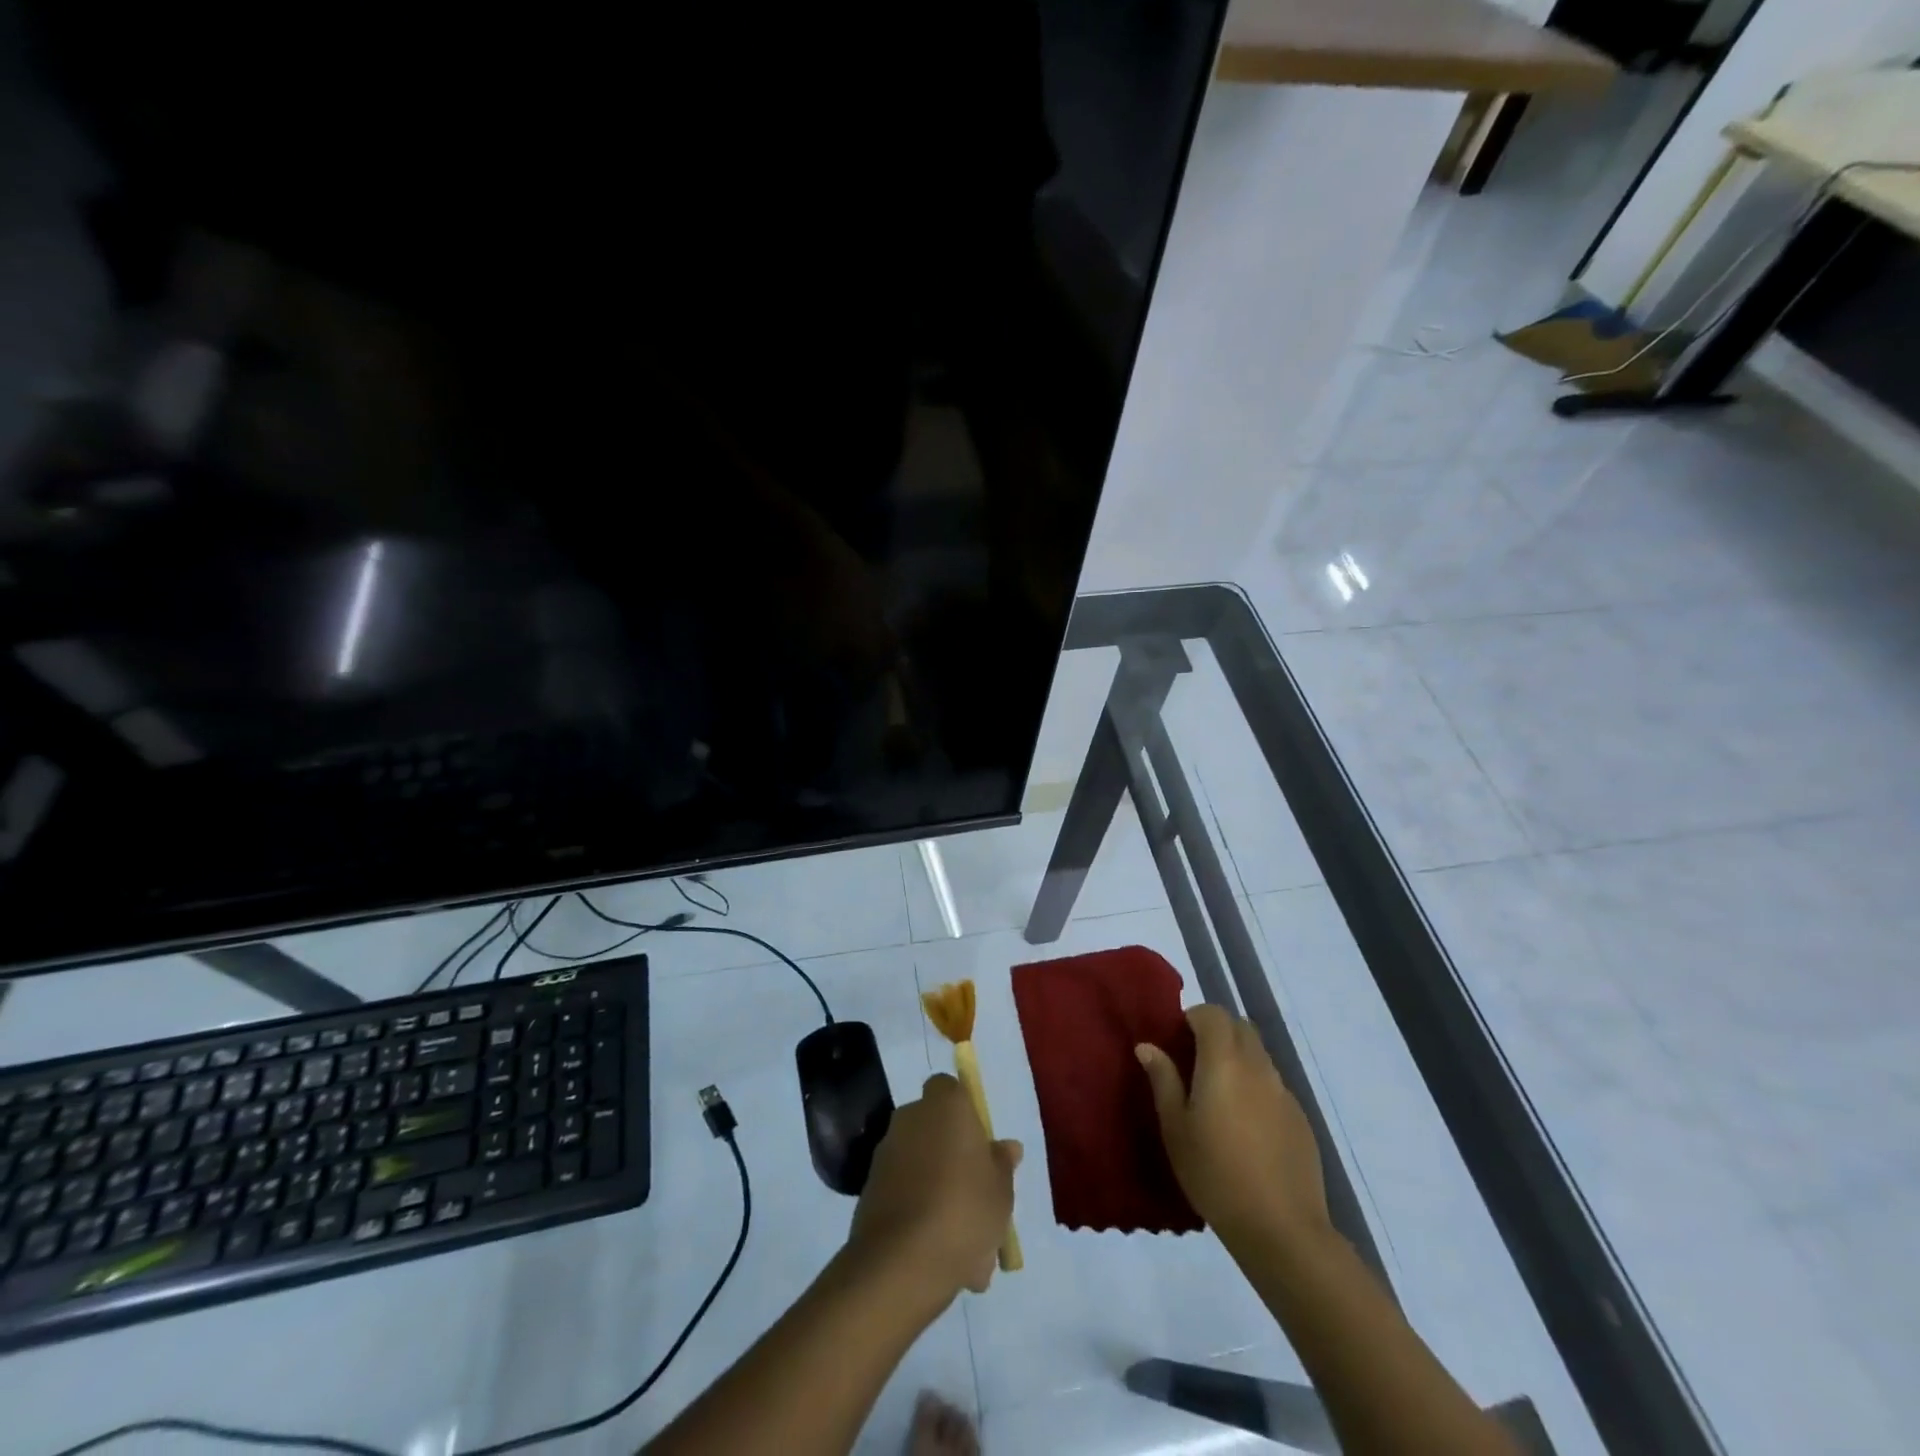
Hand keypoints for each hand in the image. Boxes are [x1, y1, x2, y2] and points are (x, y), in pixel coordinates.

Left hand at [846, 1074, 1021, 1308]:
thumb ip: (1002, 1164)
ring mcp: (886, 1153)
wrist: (901, 1263)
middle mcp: (910, 1118)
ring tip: (966, 1246)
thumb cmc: (964, 1210)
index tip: (981, 1146)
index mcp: (944, 1105)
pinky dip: (919, 1215)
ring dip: (938, 1191)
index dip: (966, 1113)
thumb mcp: (1001, 1190)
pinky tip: (941, 1257)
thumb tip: (1007, 1147)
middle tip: (977, 1197)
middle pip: (935, 1128)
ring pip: (921, 1165)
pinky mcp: (869, 1189)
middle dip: (952, 1156)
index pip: (950, 1089)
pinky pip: (904, 1194)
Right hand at [1136, 1005, 1329, 1252]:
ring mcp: (1284, 1093)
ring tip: (1219, 1098)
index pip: (1214, 1014)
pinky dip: (1256, 1089)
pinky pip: (1274, 1087)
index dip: (1194, 1018)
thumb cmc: (1215, 1173)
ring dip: (1238, 1059)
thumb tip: (1148, 1046)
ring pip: (1259, 1056)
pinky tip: (1246, 1128)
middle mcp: (1258, 1067)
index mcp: (1224, 1061)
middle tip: (1195, 1063)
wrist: (1281, 1229)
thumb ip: (1163, 1080)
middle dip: (1218, 1033)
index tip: (1177, 1040)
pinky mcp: (1301, 1120)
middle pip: (1241, 1028)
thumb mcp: (1175, 1128)